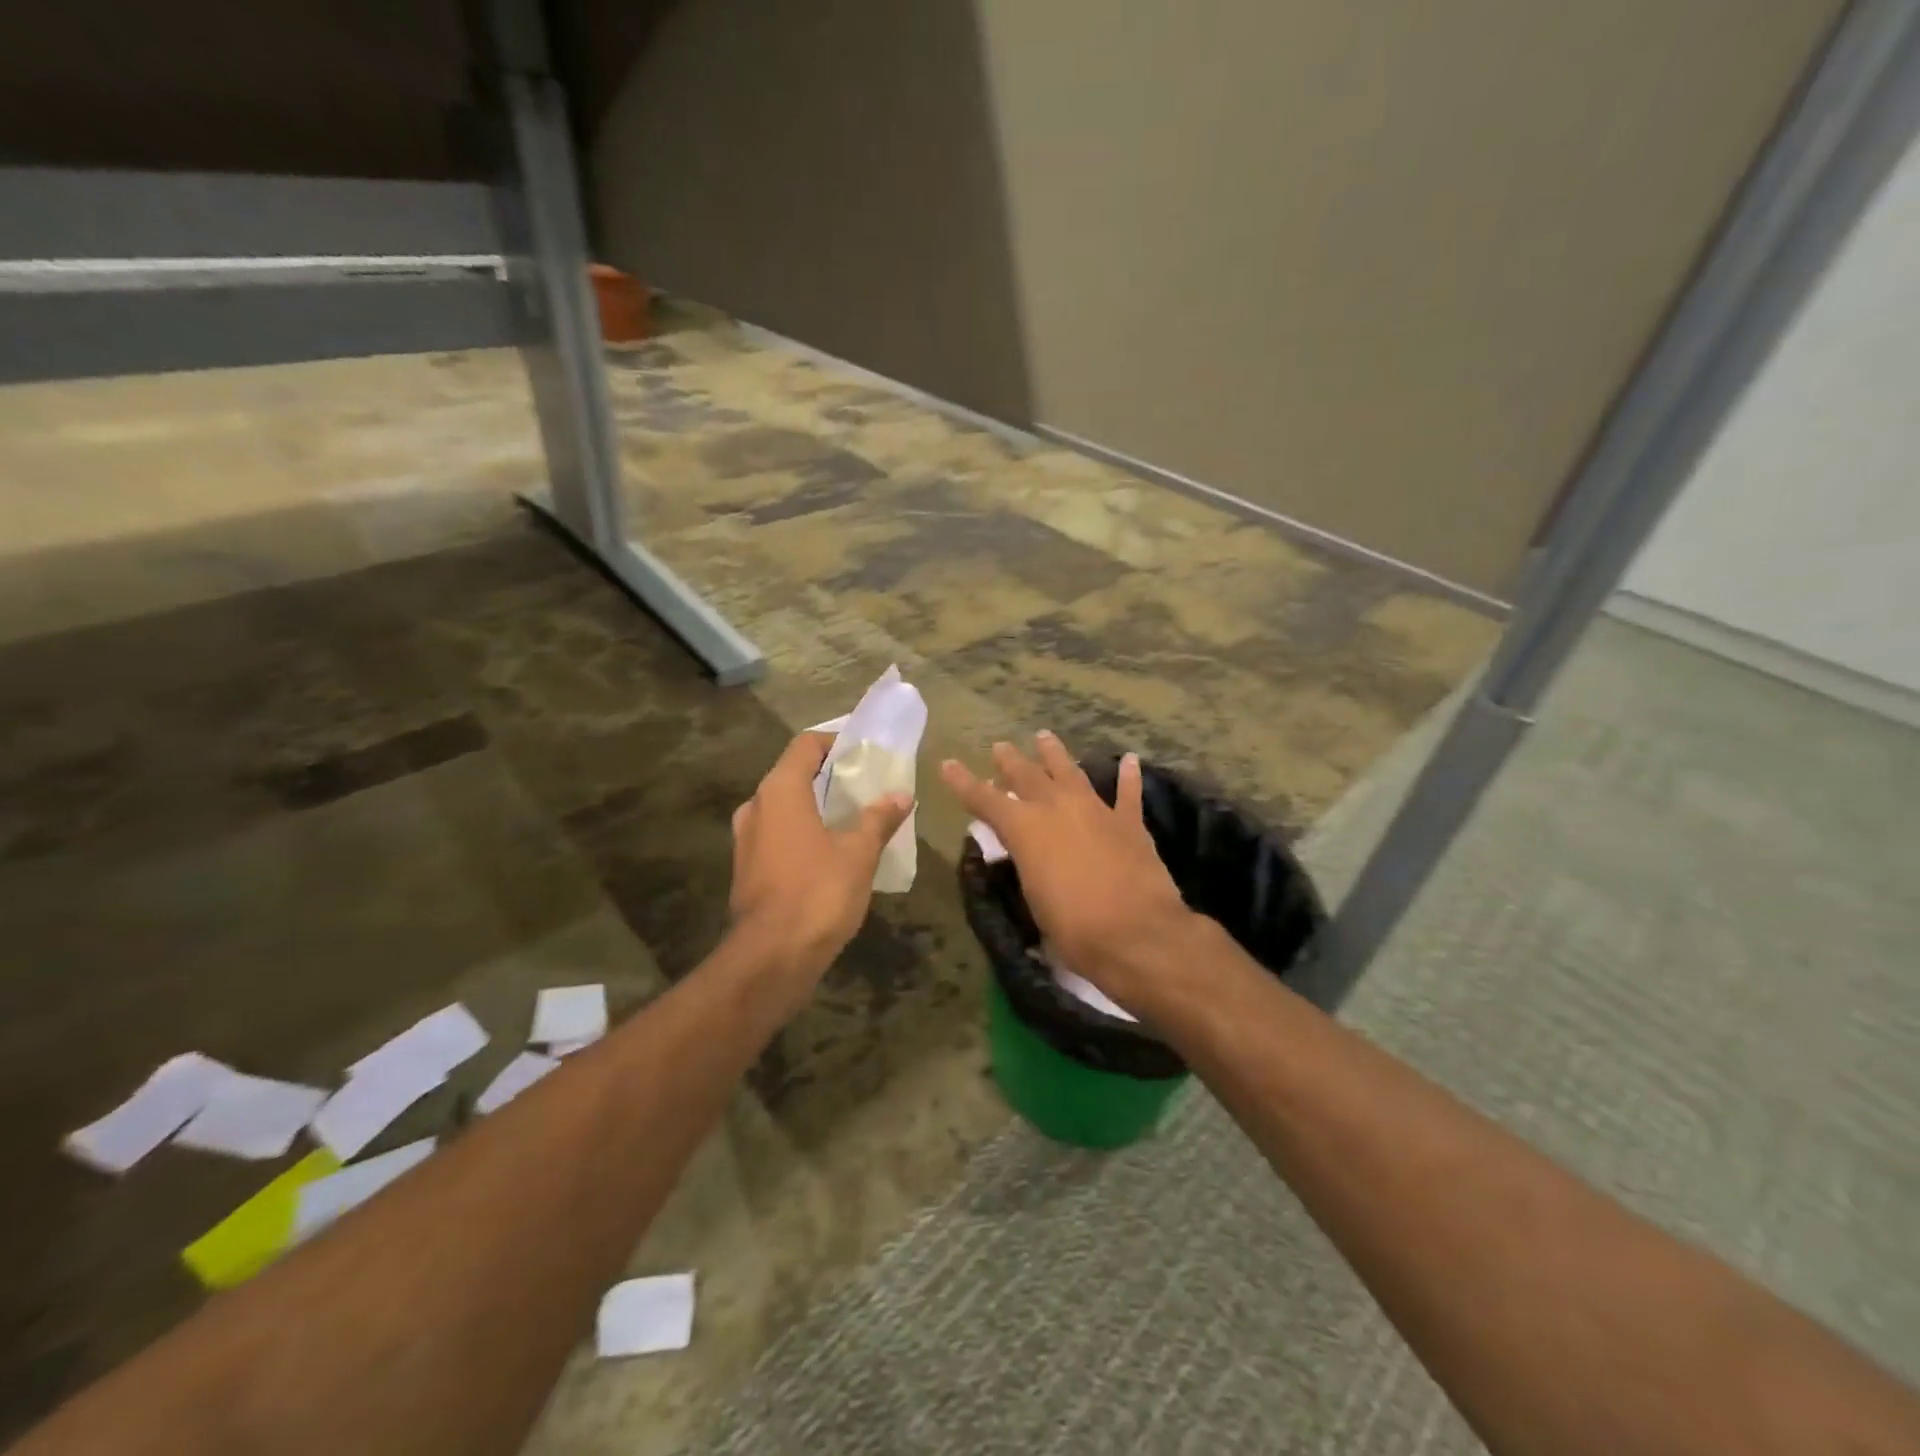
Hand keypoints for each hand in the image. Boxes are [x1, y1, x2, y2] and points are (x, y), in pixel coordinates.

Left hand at [730, 732, 913, 979]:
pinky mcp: (748, 868)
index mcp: (780, 791)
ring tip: (852, 817)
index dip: (835, 741)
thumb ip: (879, 819)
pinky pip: (778, 835)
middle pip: (794, 775)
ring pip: (784, 807)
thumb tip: (901, 795)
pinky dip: (803, 832)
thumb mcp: (859, 853)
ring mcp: (747, 839)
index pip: (806, 745)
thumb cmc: (818, 893)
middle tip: (866, 784)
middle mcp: (756, 807)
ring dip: (815, 806)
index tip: (864, 751)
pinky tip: (831, 851)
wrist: (772, 957)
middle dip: (829, 776)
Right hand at [940, 734, 1195, 1005]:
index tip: (948, 764)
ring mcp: (1095, 810)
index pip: (985, 799)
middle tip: (1000, 746)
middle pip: (1027, 776)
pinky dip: (1128, 776)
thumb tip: (1025, 854)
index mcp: (1025, 829)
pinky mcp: (1129, 823)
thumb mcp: (1033, 898)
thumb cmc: (1074, 928)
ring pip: (1071, 772)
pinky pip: (1127, 793)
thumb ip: (1027, 866)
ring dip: (1055, 754)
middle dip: (1010, 761)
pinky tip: (1130, 760)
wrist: (1136, 932)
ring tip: (1045, 737)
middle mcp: (1057, 808)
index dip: (963, 782)